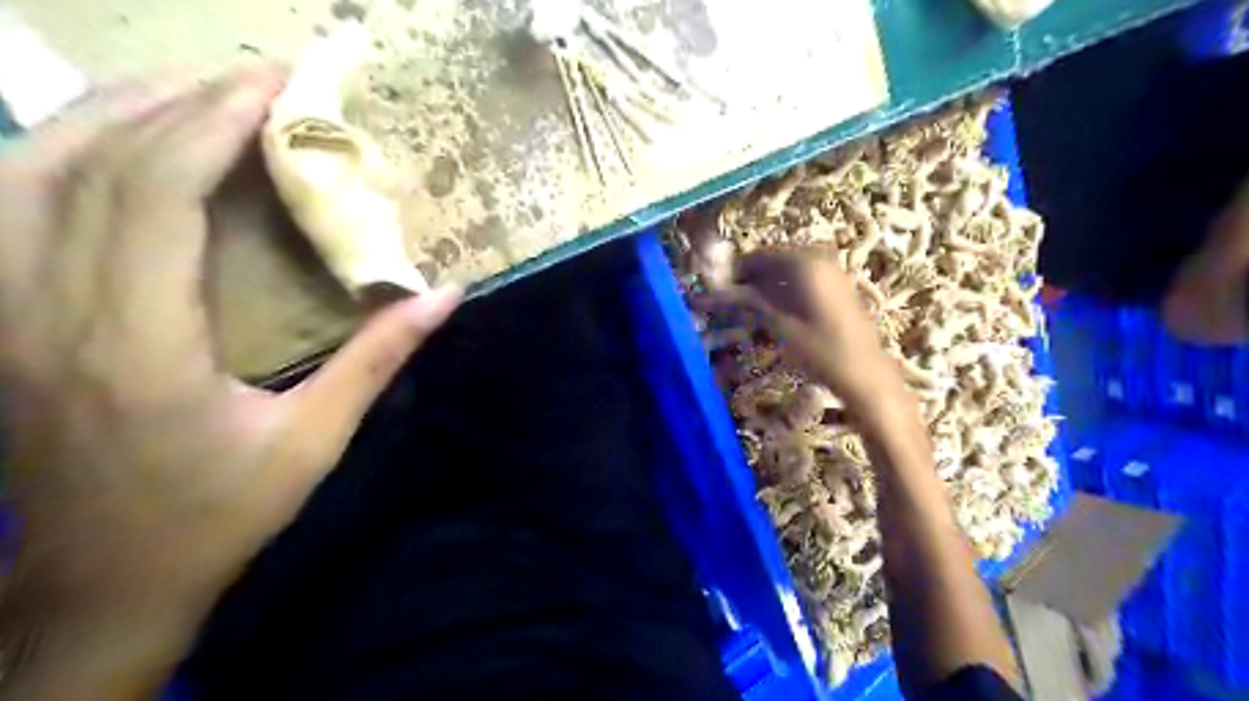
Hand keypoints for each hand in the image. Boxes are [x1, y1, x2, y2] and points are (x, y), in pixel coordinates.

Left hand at [1, 66, 456, 695]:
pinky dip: (71, 150)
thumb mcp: (313, 442)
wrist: (100, 585)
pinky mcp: (1, 318)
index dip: (213, 123)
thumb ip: (377, 360)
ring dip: (123, 113)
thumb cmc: (218, 516)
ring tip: (204, 91)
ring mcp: (5, 311)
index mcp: (135, 343)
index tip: (279, 88)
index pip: (153, 191)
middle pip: (92, 161)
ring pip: (35, 168)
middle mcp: (48, 310)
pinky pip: (14, 202)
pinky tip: (123, 140)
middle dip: (180, 100)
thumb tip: (443, 297)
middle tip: (262, 77)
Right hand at [694, 250, 910, 409]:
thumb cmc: (820, 350)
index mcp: (804, 262)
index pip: (757, 257)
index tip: (715, 293)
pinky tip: (772, 318)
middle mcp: (818, 259)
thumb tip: (710, 293)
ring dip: (764, 290)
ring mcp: (830, 273)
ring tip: (747, 316)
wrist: (865, 375)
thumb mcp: (778, 325)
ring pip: (785, 274)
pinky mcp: (836, 289)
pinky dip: (782, 295)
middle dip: (748, 282)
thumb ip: (746, 302)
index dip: (733, 274)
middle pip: (771, 263)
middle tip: (729, 307)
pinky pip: (800, 283)